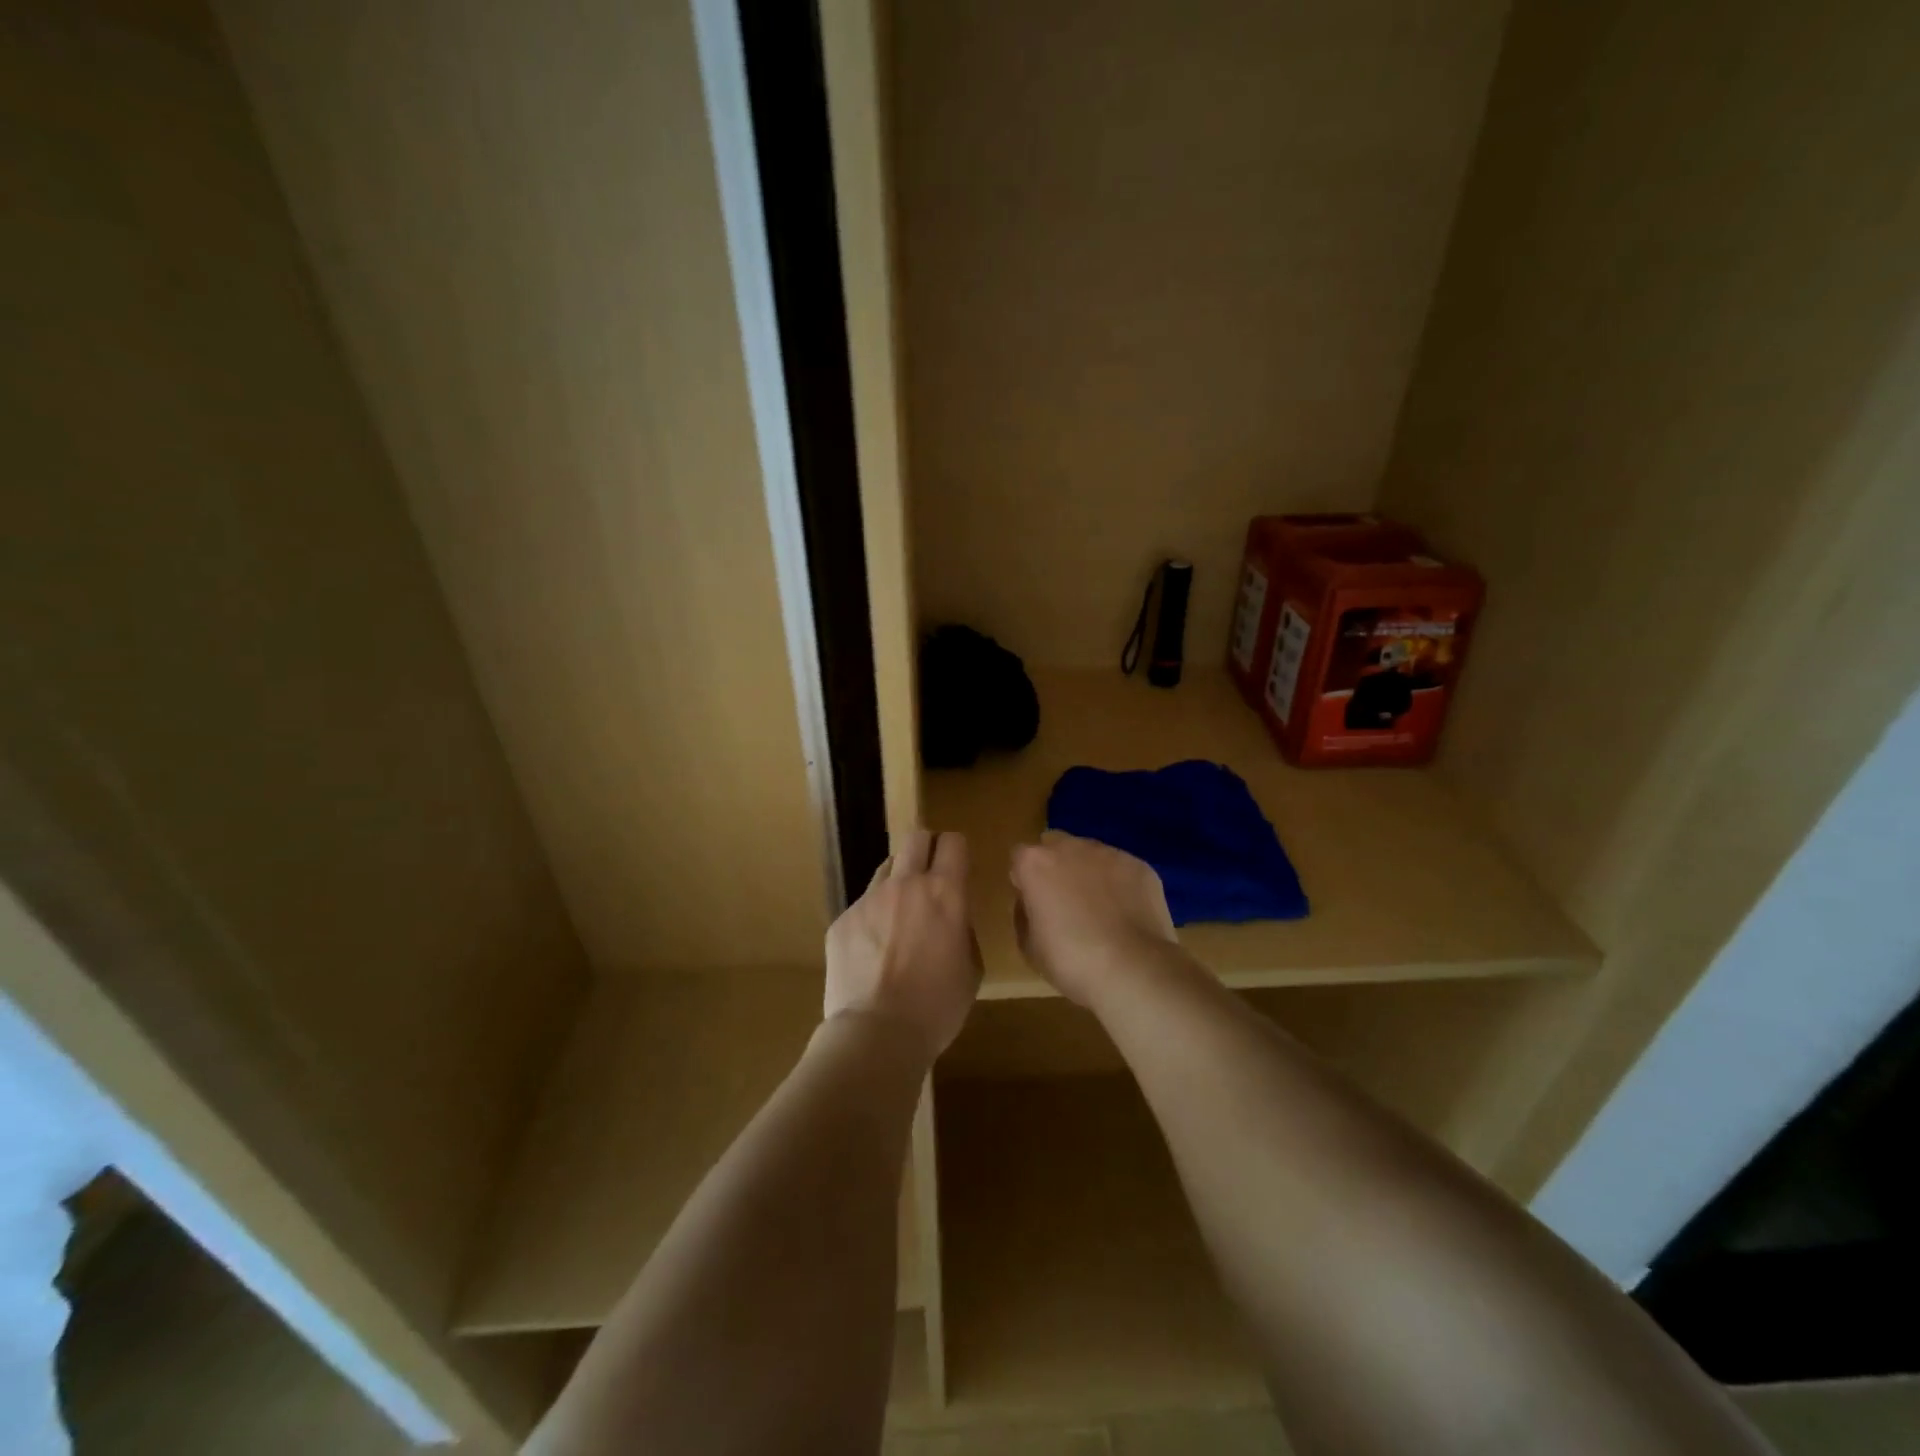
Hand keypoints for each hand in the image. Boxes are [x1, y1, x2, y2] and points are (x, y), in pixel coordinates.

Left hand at [825, 829, 981, 1057]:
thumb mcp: (970, 969)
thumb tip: (952, 919)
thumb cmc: (937, 1007)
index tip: (957, 865)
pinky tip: (872, 952)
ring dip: (897, 882)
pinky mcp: (842, 920)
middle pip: (915, 838)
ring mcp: (868, 899)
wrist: (877, 1033)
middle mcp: (905, 884)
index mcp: (945, 893)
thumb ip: (962, 930)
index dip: (956, 850)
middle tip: (929, 875)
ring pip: (886, 869)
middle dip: (925, 848)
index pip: (953, 843)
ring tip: (898, 918)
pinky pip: (862, 906)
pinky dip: (872, 919)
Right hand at [1009, 831, 1178, 1006]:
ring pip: (1091, 854)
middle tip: (1064, 900)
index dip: (1025, 879)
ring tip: (1100, 908)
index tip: (1033, 902)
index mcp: (1035, 863)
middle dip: (1056, 865)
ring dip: (1089, 872)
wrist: (1133, 968)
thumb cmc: (1071, 960)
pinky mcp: (1139, 865)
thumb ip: (1024, 913)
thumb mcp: (1029, 946)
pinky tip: (1126, 912)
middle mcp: (1071, 847)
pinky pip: (1121, 868)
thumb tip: (1031, 902)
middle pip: (1056, 845)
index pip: (1020, 858)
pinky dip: (1119, 883)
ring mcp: (1109, 853)